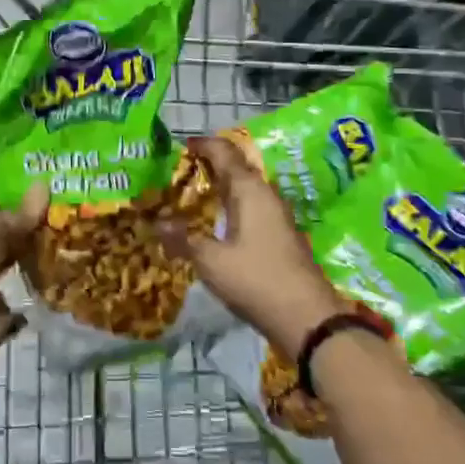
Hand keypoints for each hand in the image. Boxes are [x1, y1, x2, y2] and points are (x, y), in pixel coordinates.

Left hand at [0, 185, 48, 357]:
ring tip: (69, 231)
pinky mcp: (0, 301)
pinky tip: (65, 265)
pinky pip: (24, 283)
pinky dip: (41, 278)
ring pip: (15, 253)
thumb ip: (21, 213)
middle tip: (65, 203)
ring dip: (37, 246)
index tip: (41, 179)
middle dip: (30, 217)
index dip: (9, 188)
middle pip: (4, 226)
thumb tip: (45, 184)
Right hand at [158, 137, 343, 359]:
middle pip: (235, 168)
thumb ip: (184, 239)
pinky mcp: (279, 236)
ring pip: (244, 190)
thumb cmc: (257, 279)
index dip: (202, 145)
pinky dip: (230, 208)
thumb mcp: (211, 261)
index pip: (224, 152)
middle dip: (208, 167)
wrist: (308, 318)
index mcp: (250, 190)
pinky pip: (251, 209)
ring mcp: (276, 216)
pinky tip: (214, 224)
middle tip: (178, 173)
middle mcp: (265, 195)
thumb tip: (157, 223)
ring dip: (220, 189)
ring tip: (190, 197)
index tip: (180, 146)